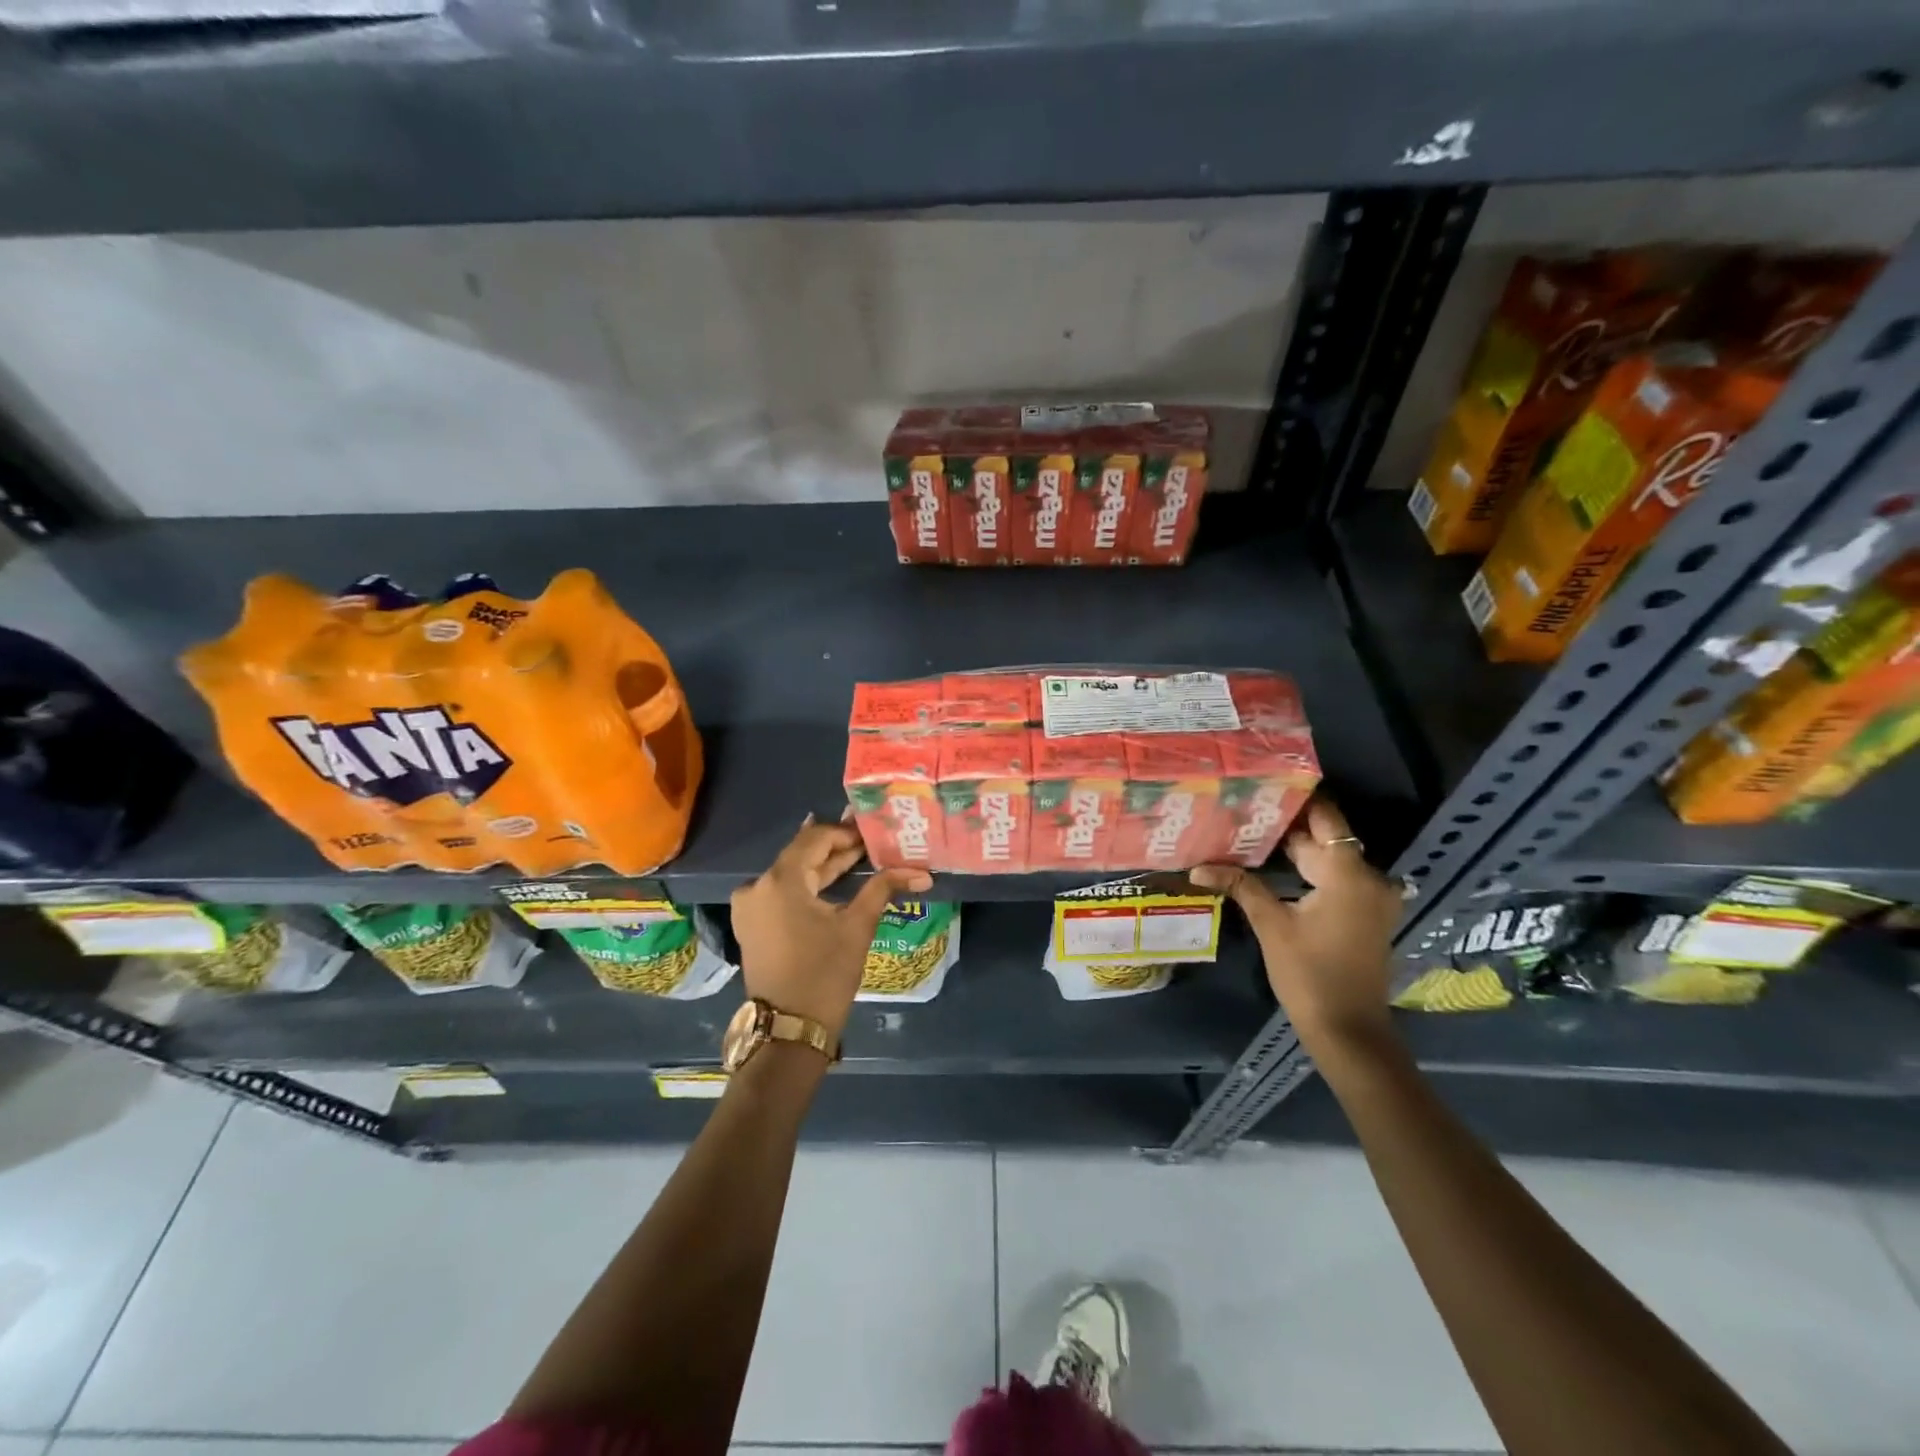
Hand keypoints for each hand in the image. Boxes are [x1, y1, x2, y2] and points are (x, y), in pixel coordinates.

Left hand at [730, 816, 932, 1036]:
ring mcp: (750, 906)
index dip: (845, 832)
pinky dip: (807, 886)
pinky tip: (832, 881)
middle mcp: (757, 885)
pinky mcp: (752, 924)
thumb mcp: (857, 926)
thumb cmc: (825, 974)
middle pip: (801, 855)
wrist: (789, 1030)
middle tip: (871, 843)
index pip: (814, 838)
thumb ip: (882, 888)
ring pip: (791, 874)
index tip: (873, 832)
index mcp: (780, 880)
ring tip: (859, 858)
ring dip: (823, 867)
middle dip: (836, 849)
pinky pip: (781, 892)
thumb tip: (922, 872)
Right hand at [1191, 798, 1402, 1054]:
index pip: (1324, 818)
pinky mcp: (1364, 914)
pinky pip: (1334, 878)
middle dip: (1285, 824)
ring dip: (1294, 848)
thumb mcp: (1271, 925)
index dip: (1296, 798)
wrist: (1348, 1031)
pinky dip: (1307, 870)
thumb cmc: (1309, 975)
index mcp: (1349, 873)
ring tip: (1249, 831)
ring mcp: (1369, 897)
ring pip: (1327, 858)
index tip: (1263, 782)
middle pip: (1323, 837)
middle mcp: (1368, 877)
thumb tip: (1197, 867)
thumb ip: (1240, 886)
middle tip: (1243, 806)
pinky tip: (1272, 866)